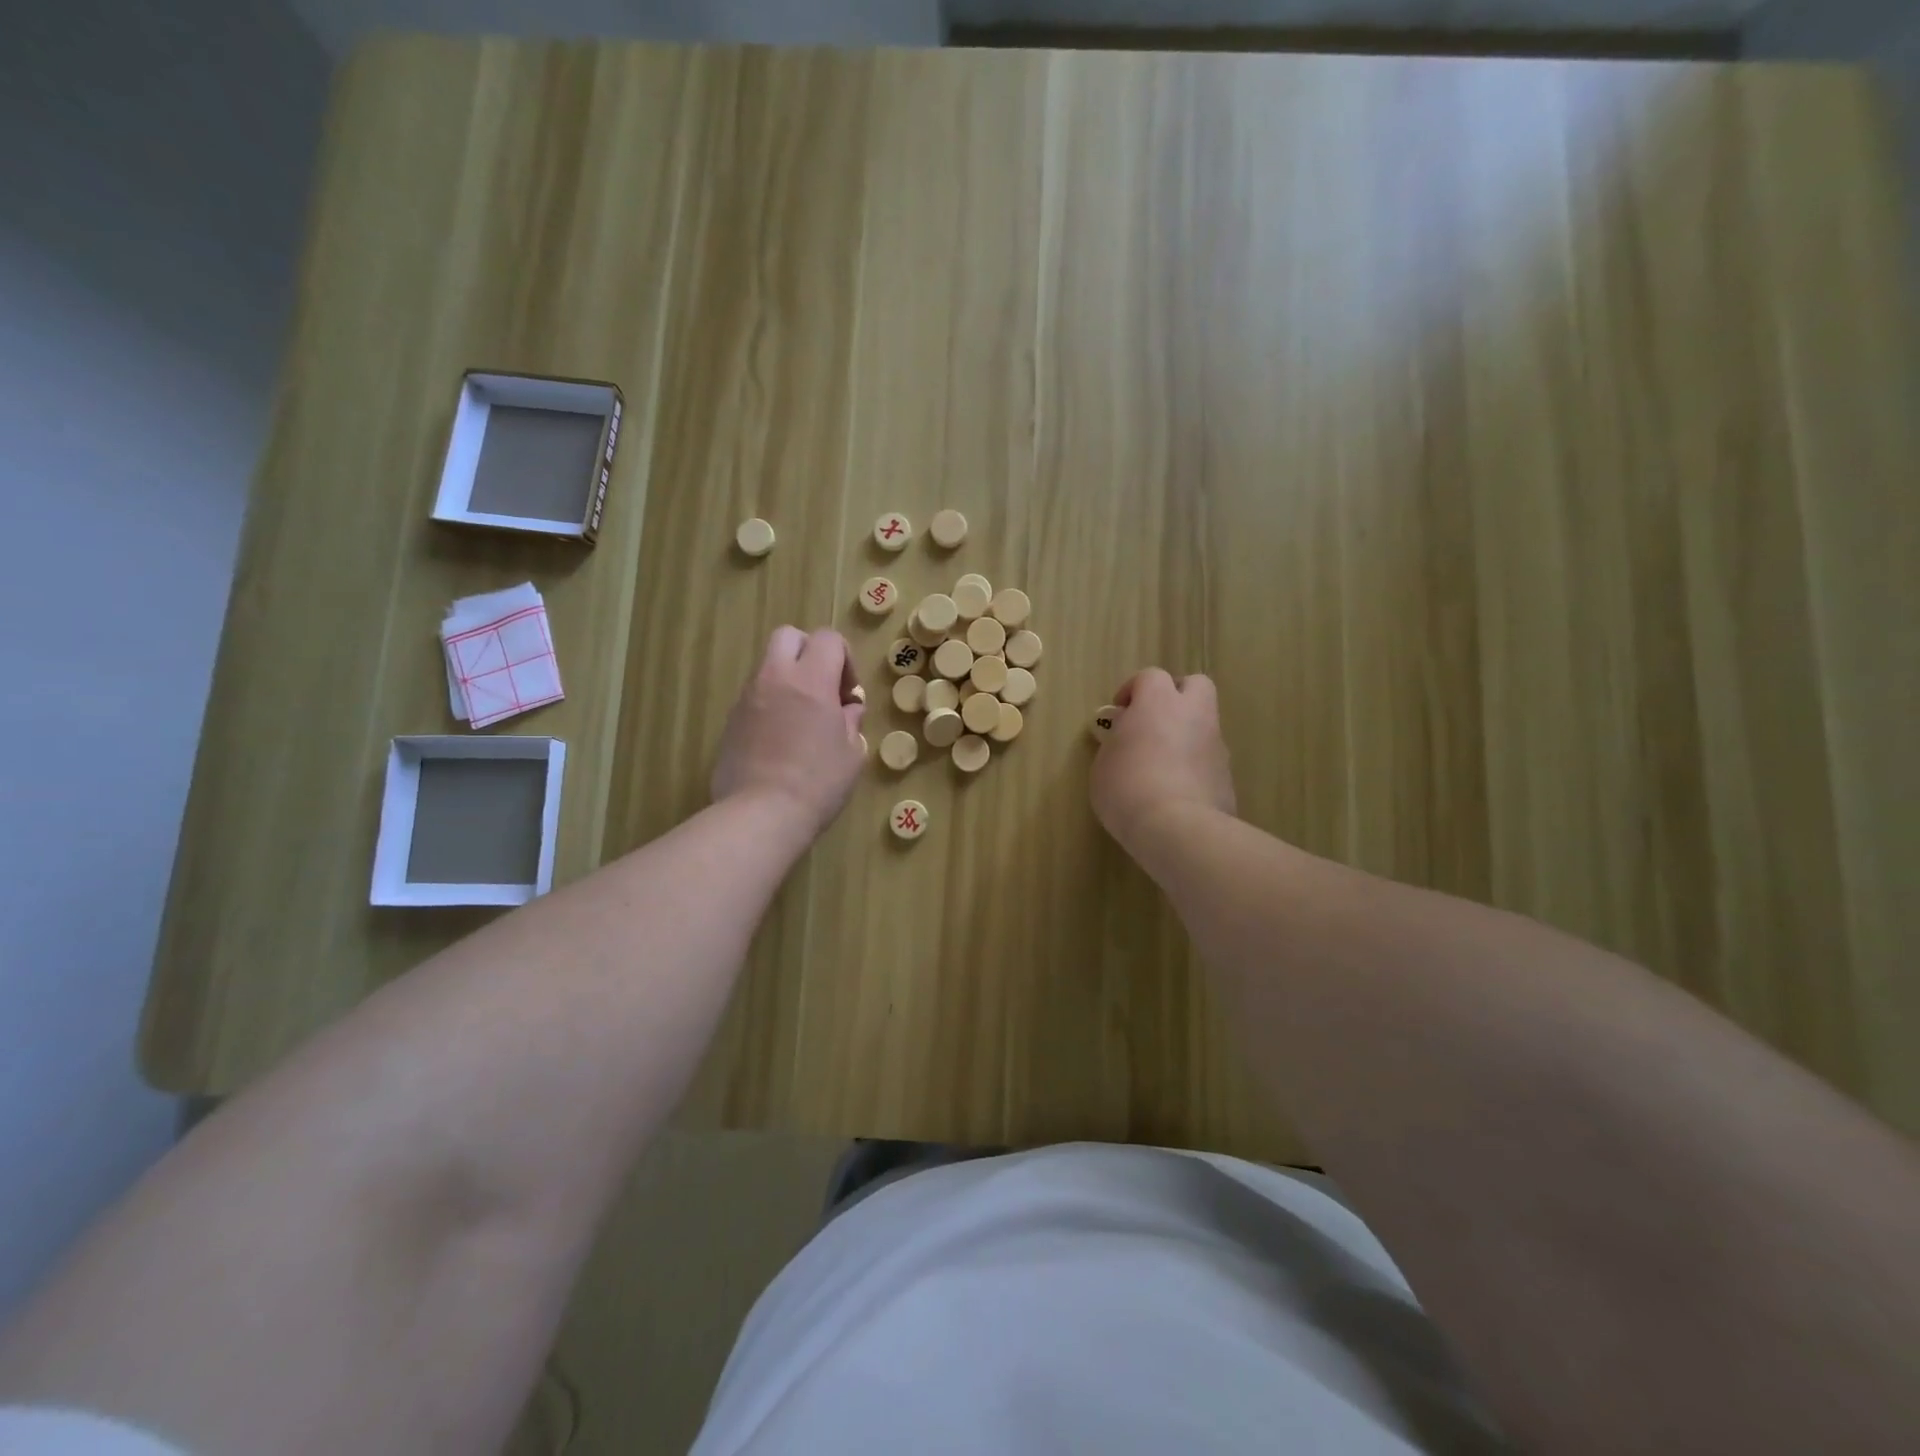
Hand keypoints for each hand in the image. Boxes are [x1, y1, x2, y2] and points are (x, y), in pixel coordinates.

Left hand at [712, 627, 866, 837]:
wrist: (761, 814)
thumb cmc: (818, 783)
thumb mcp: (853, 753)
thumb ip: (851, 722)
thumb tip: (847, 709)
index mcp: (811, 680)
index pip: (828, 639)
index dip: (845, 659)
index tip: (848, 694)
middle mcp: (775, 678)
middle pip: (789, 636)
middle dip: (809, 652)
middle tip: (823, 688)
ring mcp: (747, 698)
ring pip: (768, 665)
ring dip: (788, 679)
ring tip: (802, 718)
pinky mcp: (731, 720)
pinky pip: (755, 696)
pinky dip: (771, 703)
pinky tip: (781, 739)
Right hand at [1090, 668, 1235, 849]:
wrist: (1177, 828)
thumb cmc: (1127, 788)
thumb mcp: (1103, 763)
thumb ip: (1115, 741)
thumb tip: (1124, 731)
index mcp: (1158, 702)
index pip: (1150, 677)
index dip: (1133, 690)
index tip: (1119, 712)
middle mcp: (1193, 714)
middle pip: (1195, 685)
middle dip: (1175, 696)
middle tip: (1152, 721)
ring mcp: (1215, 744)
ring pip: (1204, 723)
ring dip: (1185, 733)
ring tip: (1161, 763)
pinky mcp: (1227, 775)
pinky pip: (1208, 758)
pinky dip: (1194, 765)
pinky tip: (1174, 790)